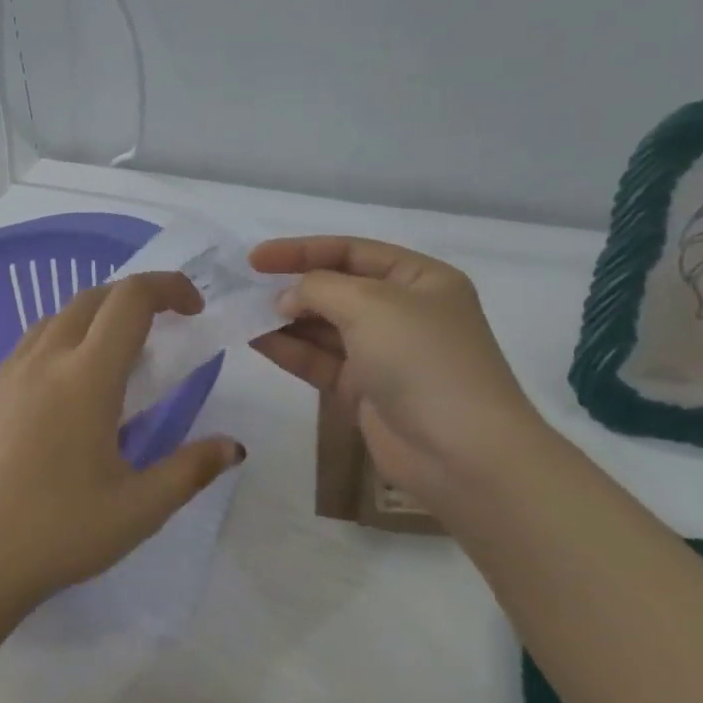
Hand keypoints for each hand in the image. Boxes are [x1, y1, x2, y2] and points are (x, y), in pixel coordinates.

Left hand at [0, 272, 244, 631]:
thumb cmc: (58, 534)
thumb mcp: (139, 509)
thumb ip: (191, 469)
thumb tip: (232, 446)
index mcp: (85, 377)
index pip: (130, 300)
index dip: (168, 288)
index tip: (193, 310)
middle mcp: (41, 360)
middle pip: (91, 299)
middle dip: (132, 300)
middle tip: (159, 334)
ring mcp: (3, 375)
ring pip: (53, 320)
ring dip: (91, 321)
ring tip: (111, 364)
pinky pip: (25, 349)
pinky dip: (56, 347)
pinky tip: (61, 397)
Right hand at [248, 236, 541, 502]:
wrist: (459, 451)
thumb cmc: (423, 360)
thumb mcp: (371, 305)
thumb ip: (319, 289)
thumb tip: (285, 299)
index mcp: (420, 280)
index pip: (352, 252)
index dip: (302, 251)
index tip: (255, 258)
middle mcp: (403, 312)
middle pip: (337, 290)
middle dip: (293, 288)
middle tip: (246, 290)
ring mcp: (383, 354)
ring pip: (324, 328)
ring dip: (285, 320)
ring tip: (243, 315)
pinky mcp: (364, 391)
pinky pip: (319, 362)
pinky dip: (290, 351)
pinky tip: (258, 341)